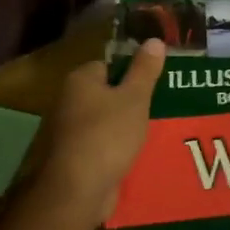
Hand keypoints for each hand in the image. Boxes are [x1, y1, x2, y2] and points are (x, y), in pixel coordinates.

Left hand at [37, 39, 164, 218]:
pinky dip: (118, 149)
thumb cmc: (107, 135)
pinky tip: (138, 154)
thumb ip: (145, 70)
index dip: (132, 73)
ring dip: (126, 128)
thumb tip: (154, 40)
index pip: (109, 65)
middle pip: (107, 94)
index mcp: (80, 80)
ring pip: (106, 122)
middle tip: (160, 107)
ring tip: (155, 131)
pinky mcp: (76, 157)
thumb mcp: (134, 98)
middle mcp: (69, 101)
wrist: (79, 189)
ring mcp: (70, 131)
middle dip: (132, 102)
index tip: (155, 84)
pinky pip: (103, 145)